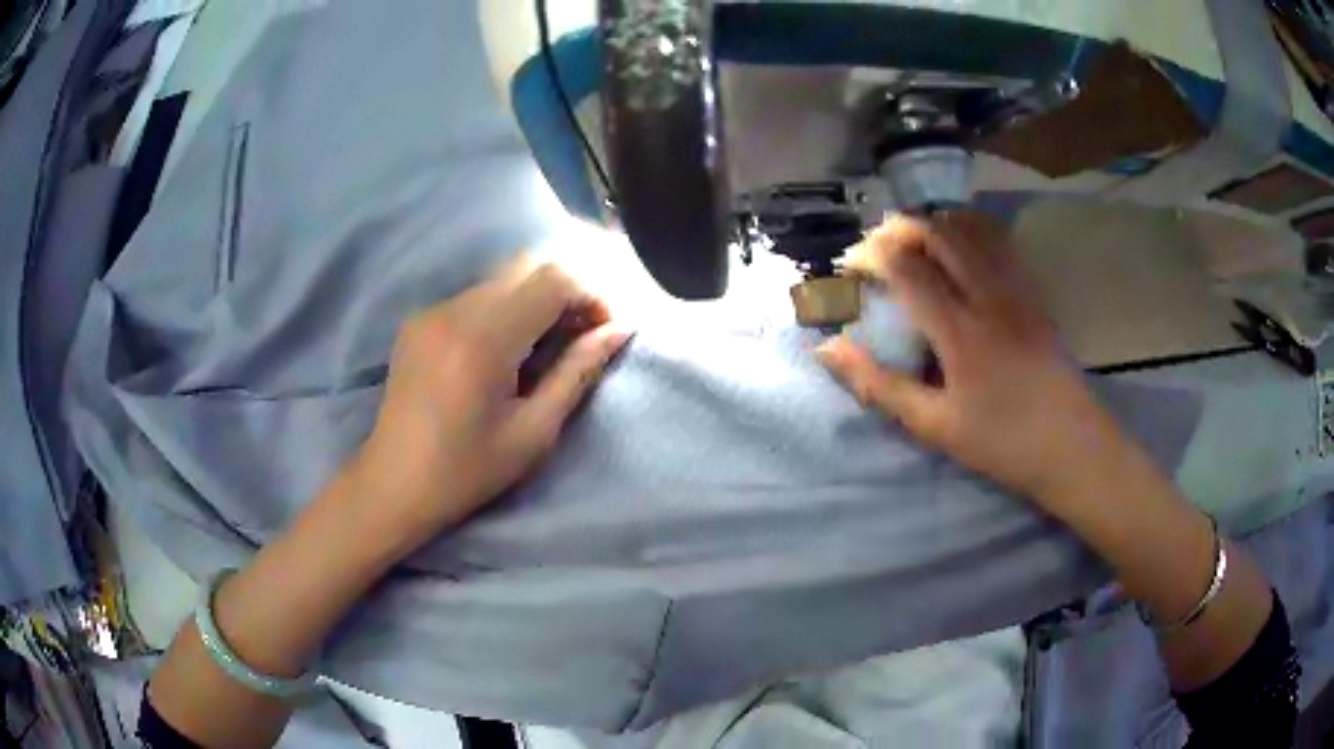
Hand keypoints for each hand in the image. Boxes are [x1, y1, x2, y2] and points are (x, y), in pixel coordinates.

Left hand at [347, 260, 630, 553]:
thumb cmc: (467, 471)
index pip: (553, 279)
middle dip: (566, 293)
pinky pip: (476, 296)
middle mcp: (455, 310)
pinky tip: (505, 353)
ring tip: (546, 348)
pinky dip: (505, 310)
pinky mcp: (419, 320)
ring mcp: (432, 311)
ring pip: (502, 280)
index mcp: (484, 338)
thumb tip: (620, 330)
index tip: (605, 331)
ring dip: (535, 301)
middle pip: (528, 267)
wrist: (393, 485)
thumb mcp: (534, 431)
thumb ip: (578, 372)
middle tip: (581, 337)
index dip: (590, 296)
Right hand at [817, 212, 1128, 505]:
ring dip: (935, 224)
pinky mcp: (1034, 292)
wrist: (1072, 446)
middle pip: (939, 232)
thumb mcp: (934, 426)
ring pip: (972, 229)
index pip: (906, 267)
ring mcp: (1017, 289)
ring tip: (914, 243)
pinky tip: (960, 248)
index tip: (851, 268)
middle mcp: (988, 295)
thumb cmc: (1001, 443)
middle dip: (900, 228)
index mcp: (960, 331)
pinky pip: (1000, 242)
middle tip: (879, 248)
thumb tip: (827, 349)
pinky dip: (971, 231)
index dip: (871, 256)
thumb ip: (879, 385)